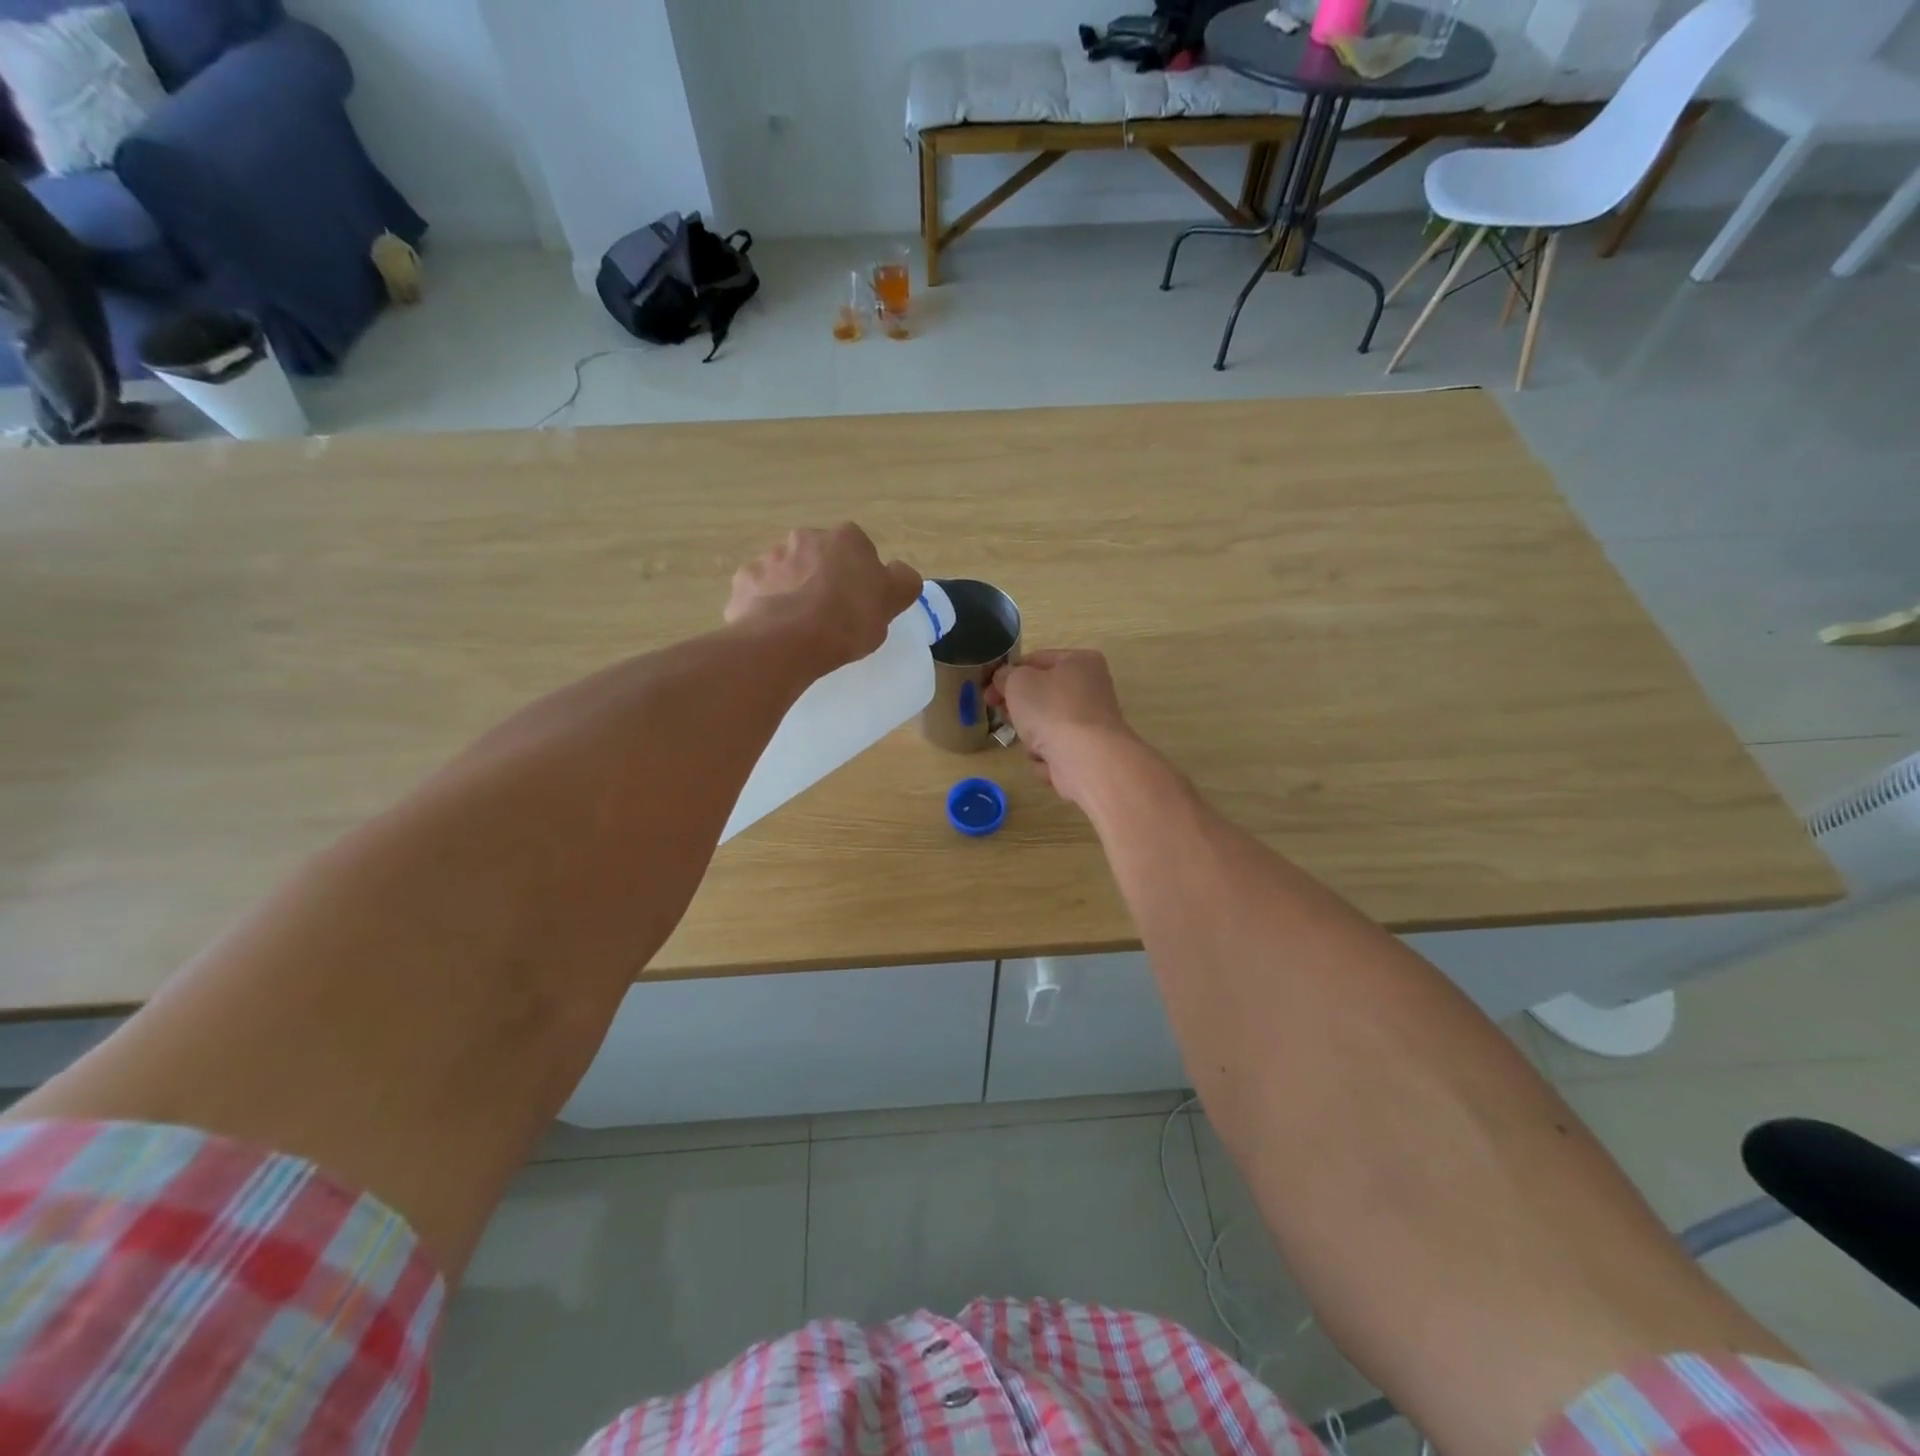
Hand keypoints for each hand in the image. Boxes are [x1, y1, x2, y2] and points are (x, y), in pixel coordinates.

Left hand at [725, 525, 922, 675]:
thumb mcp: (892, 602)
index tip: (860, 603)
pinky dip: (765, 606)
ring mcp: (770, 558)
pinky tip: (774, 631)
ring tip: (800, 628)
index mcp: (845, 539)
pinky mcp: (744, 582)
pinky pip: (759, 592)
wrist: (787, 641)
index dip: (861, 576)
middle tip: (831, 615)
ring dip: (793, 590)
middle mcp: (804, 538)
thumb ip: (902, 581)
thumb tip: (900, 573)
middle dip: (823, 578)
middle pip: (819, 557)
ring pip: (787, 573)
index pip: (859, 550)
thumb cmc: (847, 620)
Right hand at [987, 649, 1140, 807]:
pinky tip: (1048, 760)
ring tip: (1032, 742)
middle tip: (1003, 715)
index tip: (987, 691)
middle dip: (1019, 709)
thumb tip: (1004, 679)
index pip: (1035, 660)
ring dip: (1032, 736)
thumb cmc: (1052, 710)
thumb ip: (1006, 676)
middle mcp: (1091, 689)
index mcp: (1080, 661)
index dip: (1008, 674)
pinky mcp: (1088, 752)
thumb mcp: (1018, 682)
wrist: (1087, 760)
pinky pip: (1056, 750)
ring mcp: (1091, 723)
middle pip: (1041, 695)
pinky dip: (1047, 755)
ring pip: (1046, 725)